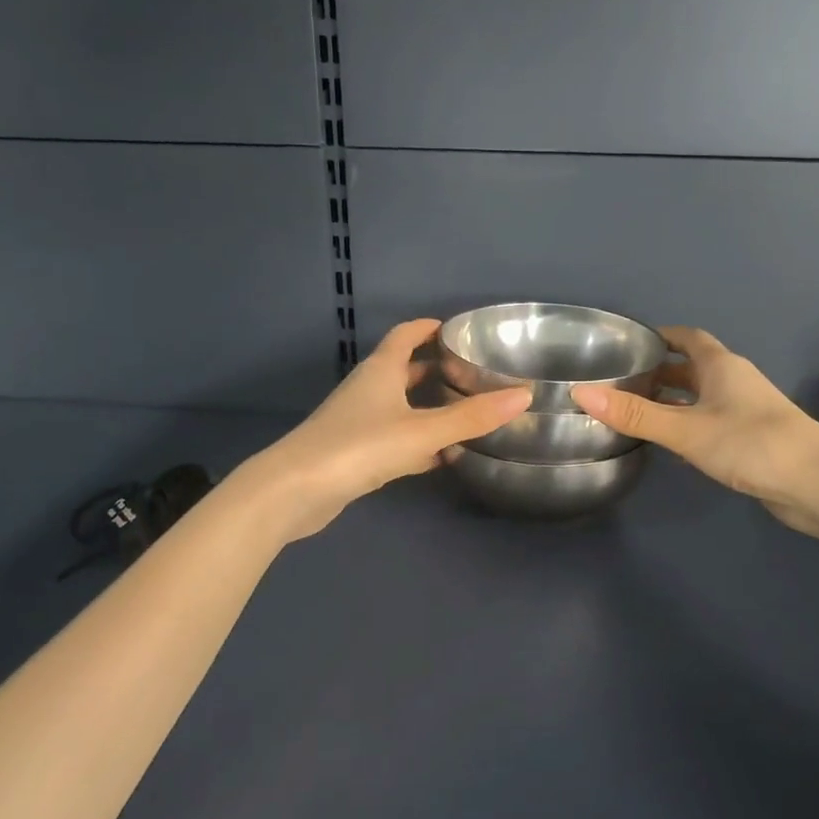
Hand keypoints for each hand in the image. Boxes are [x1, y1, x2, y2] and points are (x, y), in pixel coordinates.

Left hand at [240, 319, 530, 540]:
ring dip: (428, 406)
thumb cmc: (359, 446)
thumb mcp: (422, 430)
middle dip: (435, 368)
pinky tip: (441, 456)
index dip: (429, 328)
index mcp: (381, 370)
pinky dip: (418, 442)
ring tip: (466, 411)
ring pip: (400, 406)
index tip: (458, 328)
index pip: (406, 335)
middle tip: (473, 371)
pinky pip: (395, 438)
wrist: (295, 490)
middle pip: (404, 370)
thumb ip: (471, 416)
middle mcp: (368, 389)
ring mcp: (359, 422)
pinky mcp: (355, 454)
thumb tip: (523, 395)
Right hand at [572, 327, 818, 534]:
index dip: (661, 336)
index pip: (687, 338)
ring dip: (673, 401)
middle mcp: (734, 382)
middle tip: (621, 382)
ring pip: (701, 397)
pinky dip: (688, 426)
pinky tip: (670, 445)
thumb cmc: (751, 443)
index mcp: (721, 366)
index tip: (629, 343)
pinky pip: (711, 423)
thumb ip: (635, 414)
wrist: (818, 483)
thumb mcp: (686, 429)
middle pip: (692, 368)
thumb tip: (581, 393)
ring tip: (636, 412)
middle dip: (659, 372)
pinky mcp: (752, 440)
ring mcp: (746, 411)